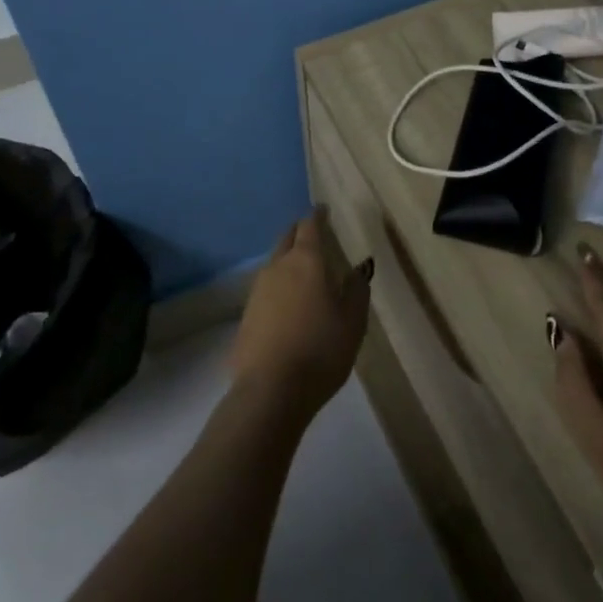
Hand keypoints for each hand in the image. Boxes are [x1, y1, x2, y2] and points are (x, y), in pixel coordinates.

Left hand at [231, 209, 371, 422]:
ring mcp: (257, 291)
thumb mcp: (353, 321)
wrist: (270, 391)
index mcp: (306, 261)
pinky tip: (287, 304)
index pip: (310, 226)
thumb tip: (357, 270)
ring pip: (274, 264)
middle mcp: (278, 267)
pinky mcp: (246, 316)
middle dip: (299, 233)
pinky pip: (266, 291)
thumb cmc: (321, 350)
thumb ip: (357, 290)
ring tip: (303, 271)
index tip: (323, 210)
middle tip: (312, 234)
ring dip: (288, 261)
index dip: (318, 216)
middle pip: (287, 239)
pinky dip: (279, 288)